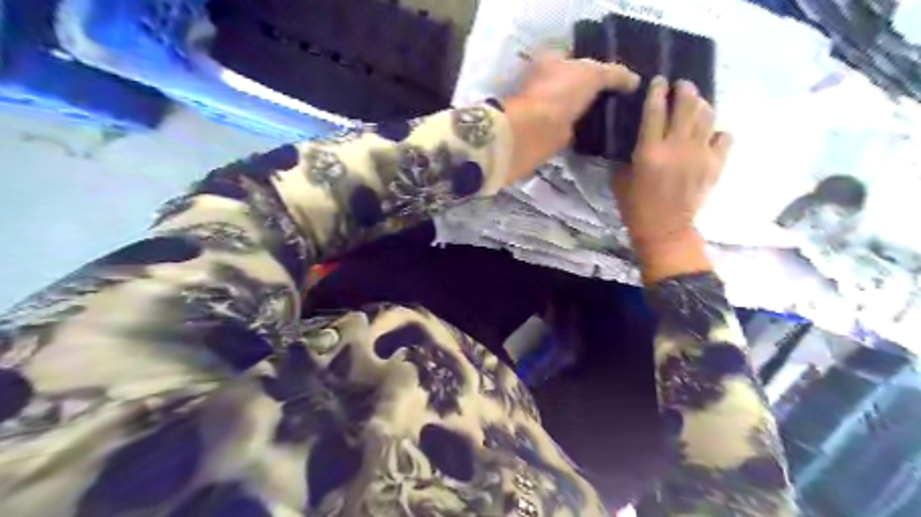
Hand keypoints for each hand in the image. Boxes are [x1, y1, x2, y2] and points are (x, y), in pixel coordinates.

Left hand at [504, 50, 642, 183]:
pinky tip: (610, 131)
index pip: (580, 56)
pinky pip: (577, 129)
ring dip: (595, 111)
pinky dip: (589, 131)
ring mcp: (550, 110)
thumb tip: (635, 81)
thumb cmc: (558, 94)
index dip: (601, 61)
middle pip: (580, 83)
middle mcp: (548, 83)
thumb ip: (615, 74)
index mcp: (552, 60)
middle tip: (629, 94)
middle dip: (600, 89)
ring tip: (625, 112)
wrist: (534, 134)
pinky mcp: (553, 134)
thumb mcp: (592, 74)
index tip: (625, 72)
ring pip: (579, 107)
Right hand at [611, 77, 734, 282]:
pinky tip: (709, 134)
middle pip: (687, 105)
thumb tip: (634, 135)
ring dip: (701, 104)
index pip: (655, 110)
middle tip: (680, 85)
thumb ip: (626, 154)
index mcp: (650, 151)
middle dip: (684, 89)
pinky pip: (724, 137)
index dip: (657, 90)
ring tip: (695, 104)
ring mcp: (700, 155)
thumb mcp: (620, 179)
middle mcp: (677, 147)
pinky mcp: (716, 165)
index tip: (658, 80)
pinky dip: (717, 131)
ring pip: (708, 115)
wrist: (666, 229)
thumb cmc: (636, 206)